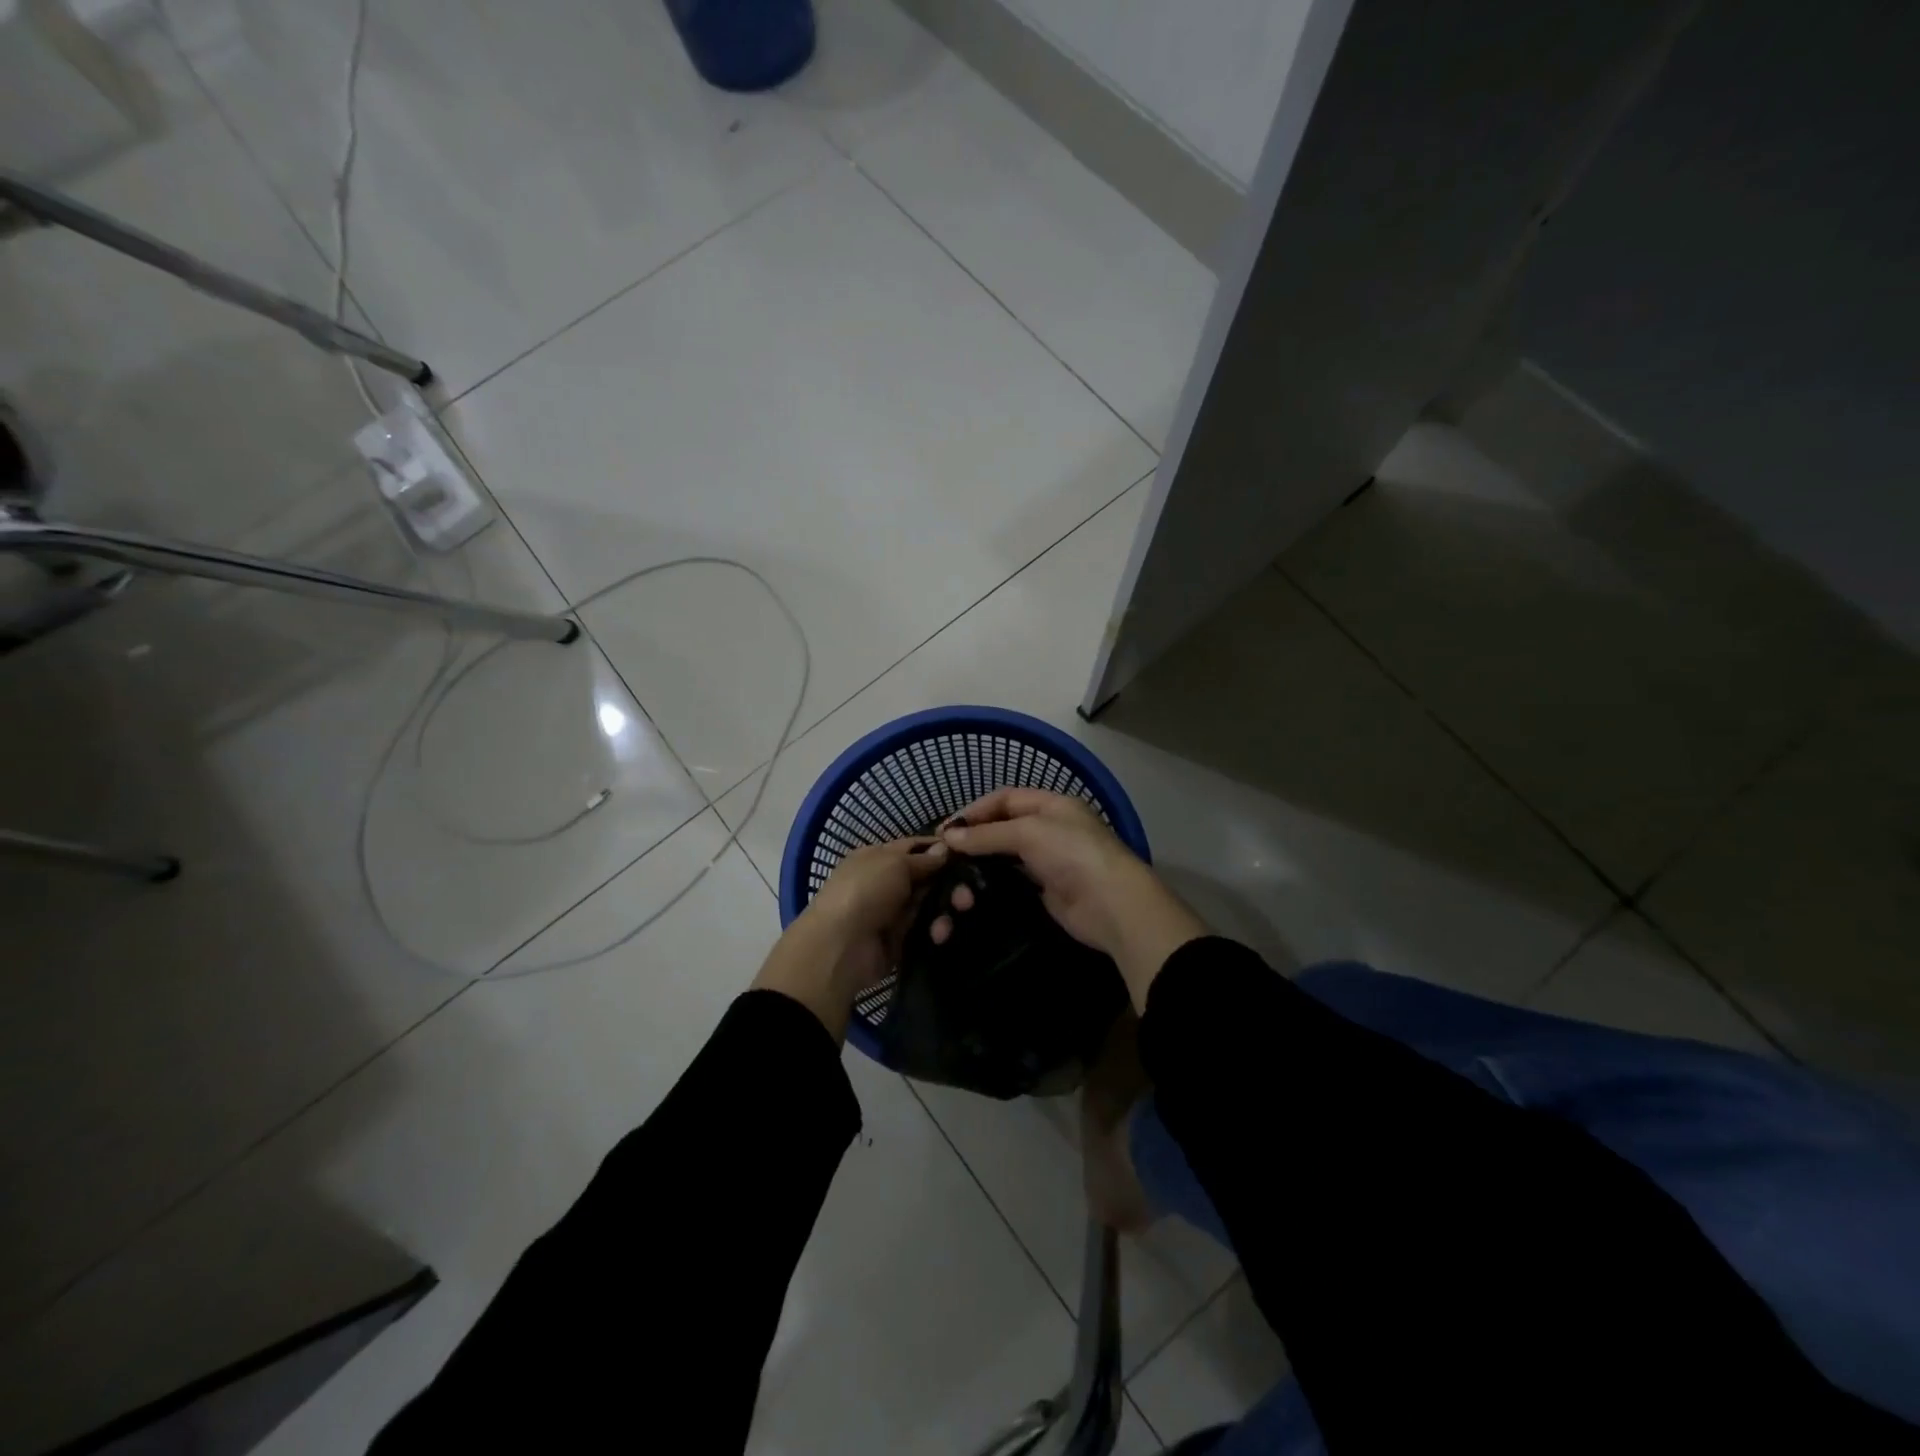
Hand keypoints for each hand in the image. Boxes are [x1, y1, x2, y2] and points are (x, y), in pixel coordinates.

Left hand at [753, 837, 948, 1039]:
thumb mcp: (894, 863)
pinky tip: (940, 934)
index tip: (968, 852)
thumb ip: (922, 859)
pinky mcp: (900, 941)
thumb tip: (944, 849)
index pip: (914, 847)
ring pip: (930, 904)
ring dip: (946, 907)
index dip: (939, 849)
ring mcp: (892, 912)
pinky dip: (936, 930)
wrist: (839, 947)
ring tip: (958, 912)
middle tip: (968, 893)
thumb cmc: (865, 891)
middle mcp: (886, 882)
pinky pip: (925, 930)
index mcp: (877, 857)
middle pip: (927, 877)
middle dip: (951, 882)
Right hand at [940, 789, 1204, 1008]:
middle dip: (975, 836)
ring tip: (954, 872)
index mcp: (1052, 804)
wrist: (1112, 905)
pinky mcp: (1046, 890)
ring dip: (982, 860)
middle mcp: (1050, 828)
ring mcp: (1049, 860)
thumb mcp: (1029, 833)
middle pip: (1004, 826)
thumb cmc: (1072, 854)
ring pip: (1007, 854)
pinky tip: (973, 889)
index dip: (975, 810)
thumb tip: (949, 837)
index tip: (946, 829)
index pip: (1005, 798)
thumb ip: (988, 834)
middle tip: (944, 853)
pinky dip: (993, 882)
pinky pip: (1013, 880)